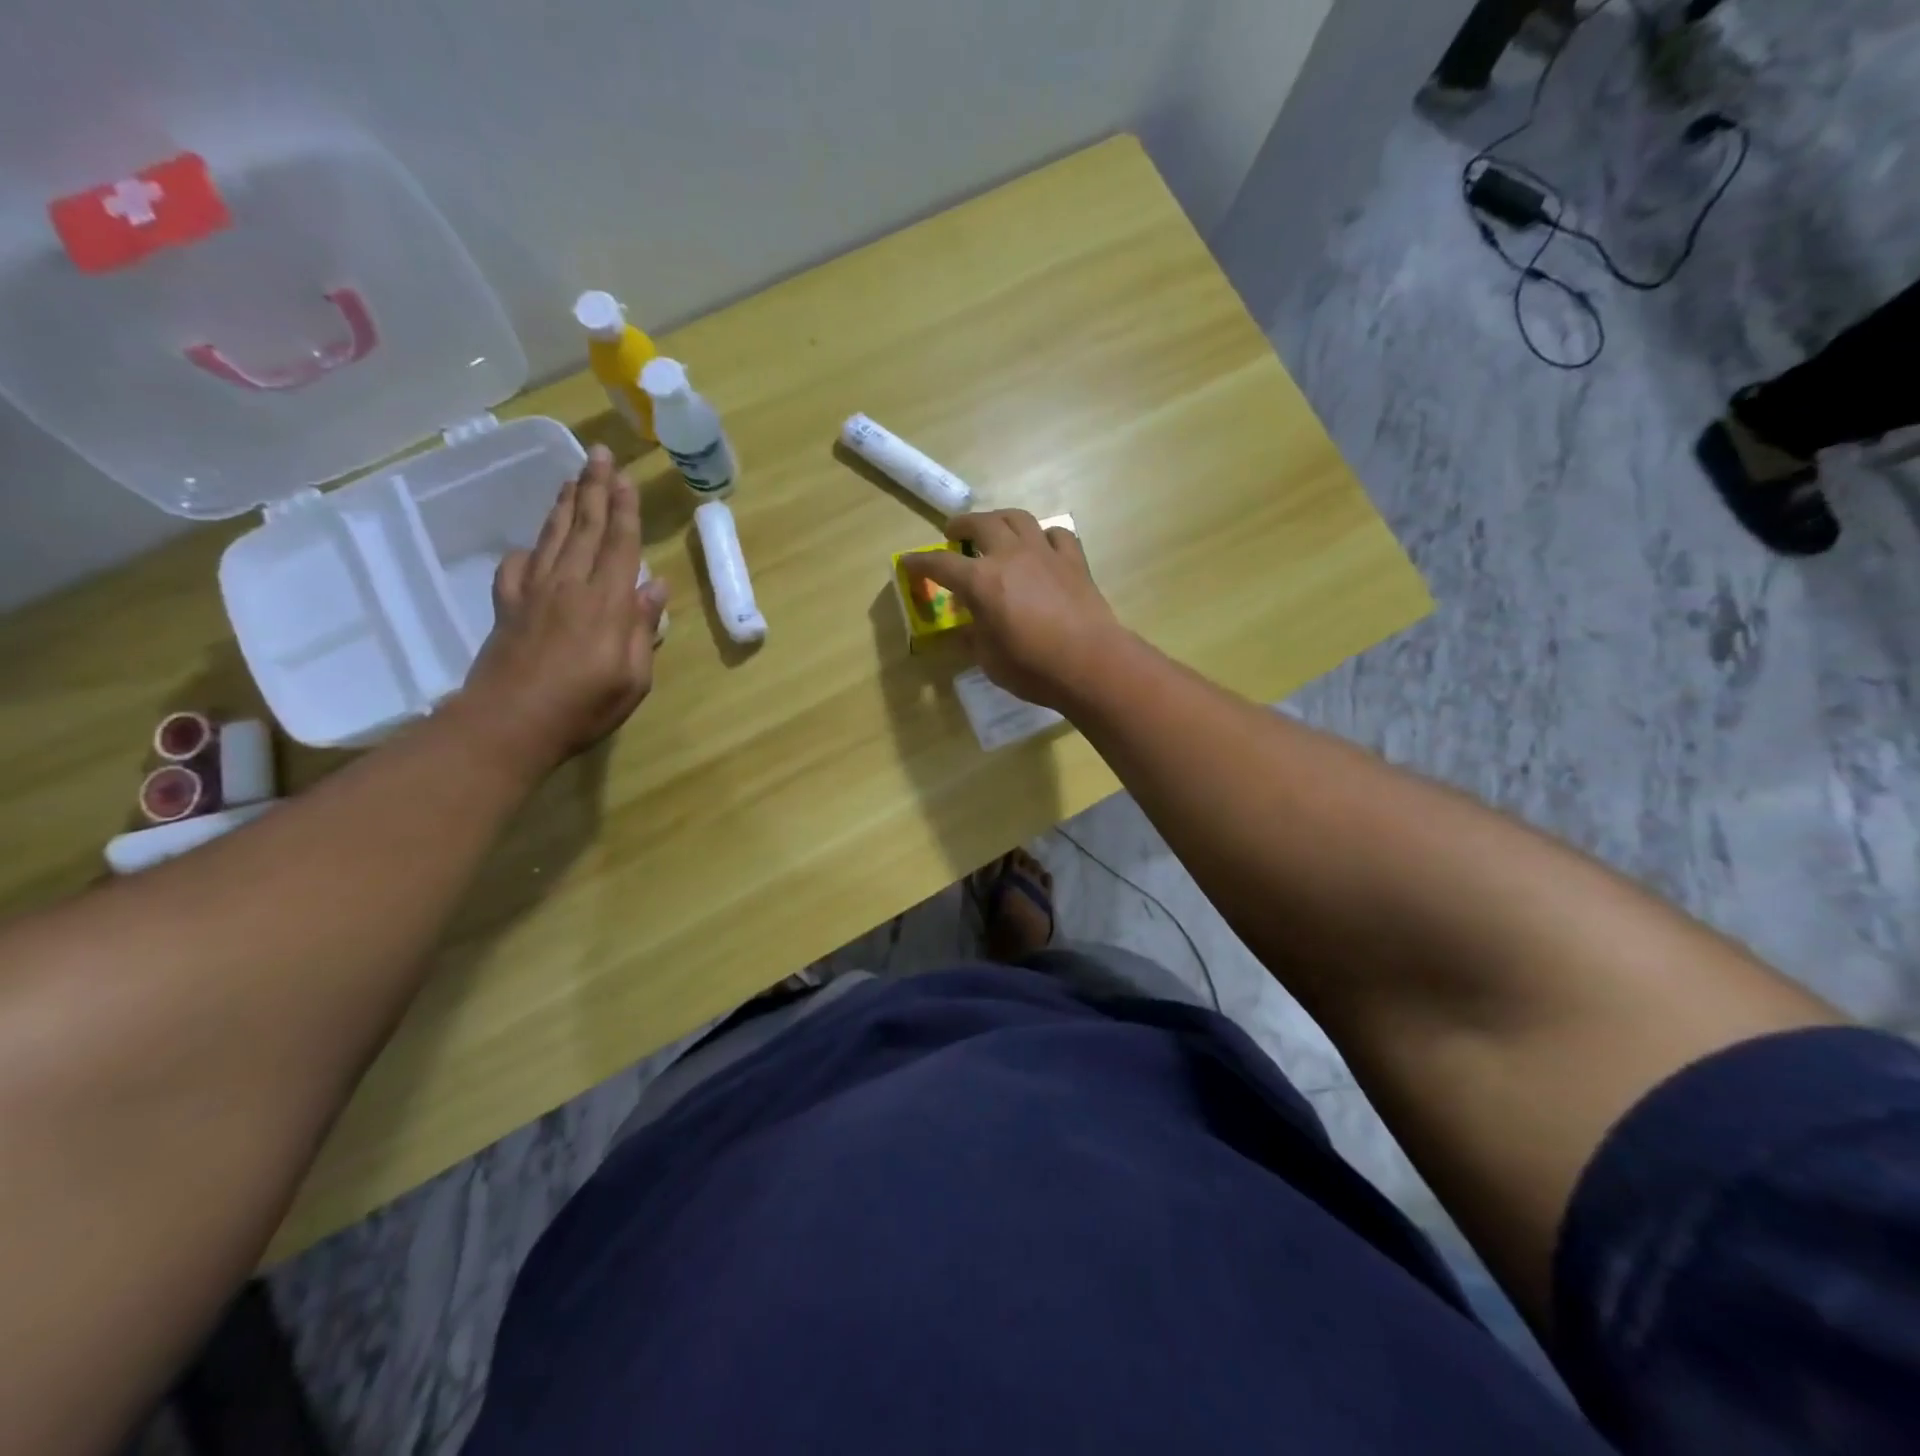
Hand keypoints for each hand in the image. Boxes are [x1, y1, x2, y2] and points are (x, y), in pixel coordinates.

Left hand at [457, 446, 670, 772]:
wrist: (510, 723)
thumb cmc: (584, 706)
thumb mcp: (634, 677)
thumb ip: (643, 628)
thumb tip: (655, 586)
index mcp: (607, 603)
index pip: (620, 544)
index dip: (624, 509)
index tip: (624, 477)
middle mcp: (570, 586)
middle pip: (586, 528)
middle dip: (594, 489)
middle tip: (598, 454)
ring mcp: (534, 593)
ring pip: (553, 537)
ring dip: (565, 505)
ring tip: (572, 479)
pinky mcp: (507, 607)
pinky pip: (517, 566)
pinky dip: (528, 549)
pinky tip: (534, 545)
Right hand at [901, 509, 1125, 709]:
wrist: (1090, 663)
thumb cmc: (1033, 668)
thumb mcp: (989, 660)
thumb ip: (974, 638)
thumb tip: (967, 629)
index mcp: (981, 581)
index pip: (940, 564)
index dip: (920, 562)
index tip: (907, 562)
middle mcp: (1010, 556)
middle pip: (980, 524)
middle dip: (961, 525)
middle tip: (953, 533)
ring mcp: (1045, 553)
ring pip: (1018, 518)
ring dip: (999, 519)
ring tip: (994, 528)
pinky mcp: (1074, 561)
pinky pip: (1057, 534)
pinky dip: (1044, 536)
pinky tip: (1042, 546)